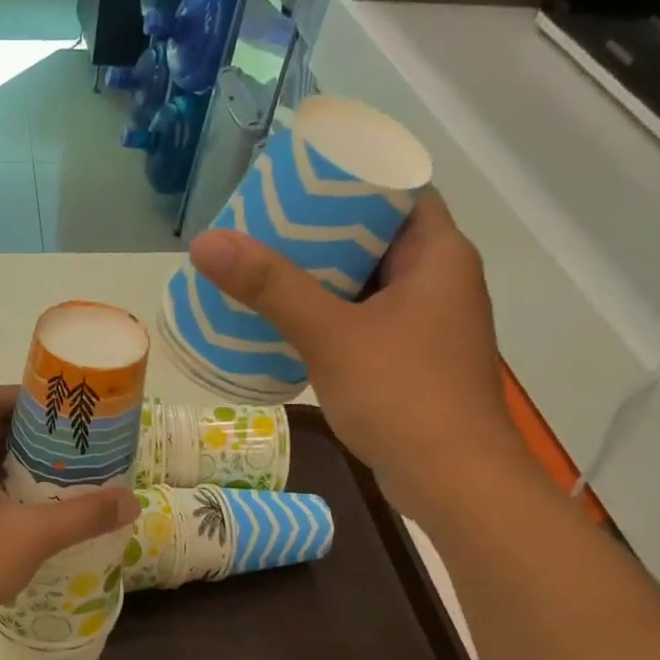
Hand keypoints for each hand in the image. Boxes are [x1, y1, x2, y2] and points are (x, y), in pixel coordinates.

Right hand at [188, 190, 530, 524]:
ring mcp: (428, 325)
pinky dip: (330, 316)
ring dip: (321, 277)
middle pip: (376, 236)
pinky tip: (286, 325)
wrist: (453, 482)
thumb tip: (207, 242)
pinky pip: (365, 321)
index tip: (296, 180)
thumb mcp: (331, 335)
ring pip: (368, 282)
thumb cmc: (403, 395)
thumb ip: (270, 288)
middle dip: (321, 230)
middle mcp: (440, 281)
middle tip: (265, 225)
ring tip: (264, 270)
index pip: (398, 190)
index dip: (350, 177)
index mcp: (438, 255)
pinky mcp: (412, 361)